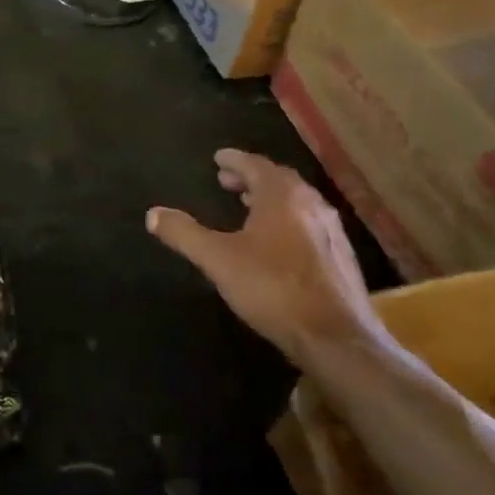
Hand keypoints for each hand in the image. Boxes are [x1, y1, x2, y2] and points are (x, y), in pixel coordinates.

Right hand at [147, 149, 379, 360]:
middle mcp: (311, 204)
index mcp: (282, 196)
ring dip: (271, 198)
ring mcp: (332, 231)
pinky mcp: (341, 257)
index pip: (256, 165)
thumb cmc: (272, 288)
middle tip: (228, 181)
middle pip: (279, 180)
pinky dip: (288, 219)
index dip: (234, 160)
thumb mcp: (217, 260)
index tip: (218, 158)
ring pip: (297, 202)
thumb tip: (153, 213)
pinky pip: (310, 224)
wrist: (336, 337)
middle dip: (252, 177)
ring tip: (249, 206)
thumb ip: (184, 233)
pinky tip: (279, 241)